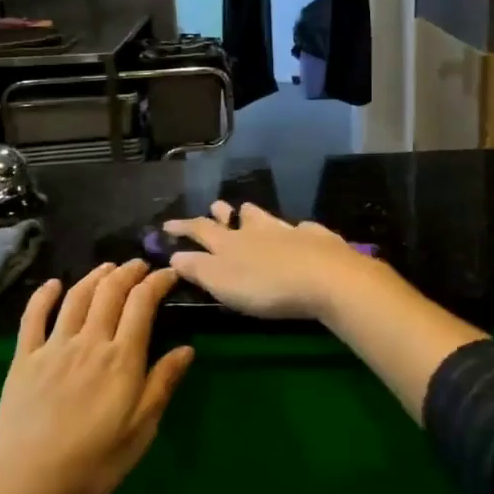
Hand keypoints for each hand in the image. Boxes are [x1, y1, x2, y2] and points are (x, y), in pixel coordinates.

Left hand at [0, 262, 194, 493]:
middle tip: (140, 265)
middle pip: (110, 292)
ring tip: (108, 267)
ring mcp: (53, 347)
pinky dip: (44, 295)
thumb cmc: (93, 464)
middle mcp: (89, 342)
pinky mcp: (24, 358)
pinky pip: (34, 317)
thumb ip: (161, 385)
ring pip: (76, 297)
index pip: (142, 304)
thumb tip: (186, 349)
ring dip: (95, 276)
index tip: (168, 273)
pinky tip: (52, 284)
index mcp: (121, 359)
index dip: (157, 282)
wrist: (26, 482)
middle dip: (128, 272)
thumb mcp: (140, 431)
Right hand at [163, 202, 379, 320]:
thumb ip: (197, 269)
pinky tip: (302, 233)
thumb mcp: (222, 283)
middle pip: (236, 217)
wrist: (325, 278)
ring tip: (250, 212)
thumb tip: (174, 255)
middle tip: (215, 207)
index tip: (168, 224)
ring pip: (267, 217)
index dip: (183, 227)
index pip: (200, 229)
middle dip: (222, 213)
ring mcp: (289, 231)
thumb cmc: (266, 286)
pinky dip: (297, 231)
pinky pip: (303, 230)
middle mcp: (257, 230)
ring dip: (255, 215)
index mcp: (231, 243)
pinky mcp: (318, 239)